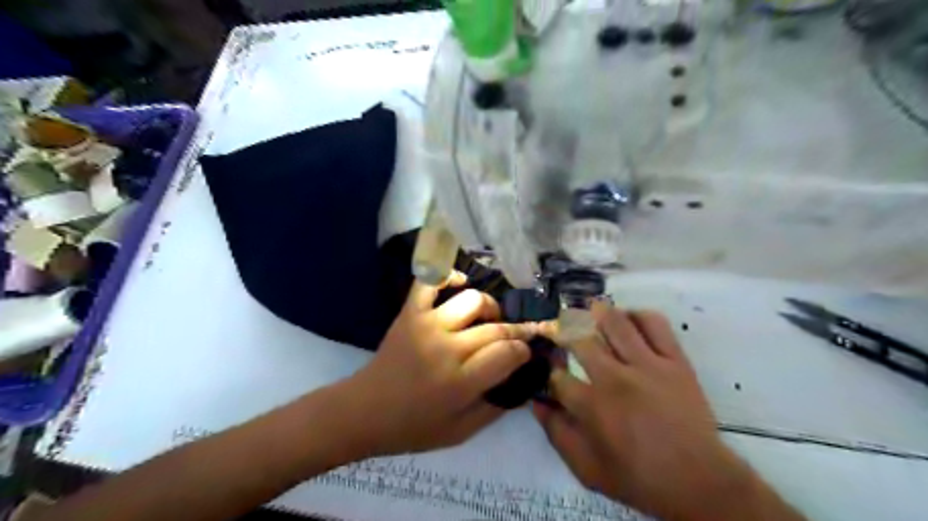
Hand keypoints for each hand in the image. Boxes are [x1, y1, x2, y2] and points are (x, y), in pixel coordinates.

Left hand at [345, 272, 541, 455]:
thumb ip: (495, 407)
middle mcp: (447, 348)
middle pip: (496, 327)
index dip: (524, 351)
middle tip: (517, 338)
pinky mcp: (410, 312)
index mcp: (460, 382)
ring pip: (473, 300)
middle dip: (516, 331)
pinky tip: (461, 283)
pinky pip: (432, 281)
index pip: (508, 353)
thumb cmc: (413, 427)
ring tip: (487, 319)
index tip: (525, 353)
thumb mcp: (461, 432)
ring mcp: (427, 324)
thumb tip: (521, 380)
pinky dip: (449, 275)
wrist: (364, 410)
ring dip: (489, 307)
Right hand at [537, 303, 804, 518]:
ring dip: (596, 312)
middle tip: (561, 328)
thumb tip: (536, 403)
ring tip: (588, 309)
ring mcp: (647, 365)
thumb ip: (557, 434)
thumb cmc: (639, 477)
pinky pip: (655, 324)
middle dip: (564, 331)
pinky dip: (638, 315)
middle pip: (580, 339)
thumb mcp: (587, 469)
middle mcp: (615, 378)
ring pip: (615, 322)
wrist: (699, 481)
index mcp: (592, 406)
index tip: (552, 369)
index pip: (558, 376)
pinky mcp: (674, 360)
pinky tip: (628, 319)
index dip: (550, 371)